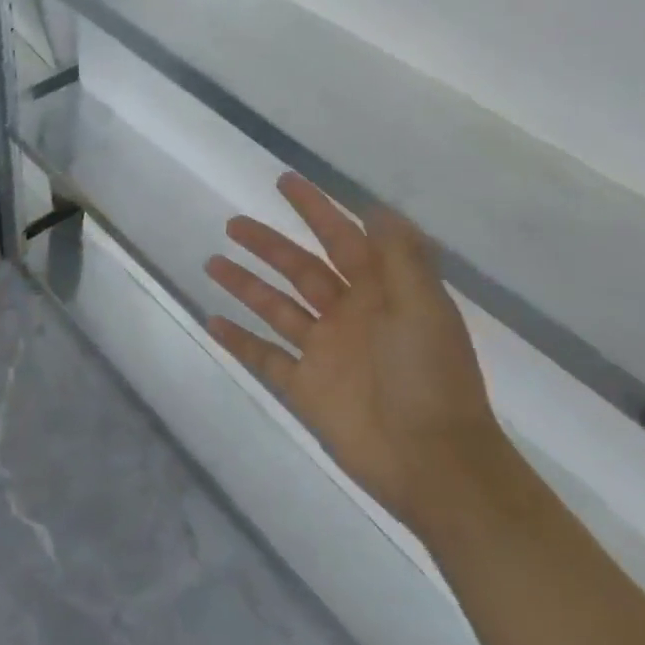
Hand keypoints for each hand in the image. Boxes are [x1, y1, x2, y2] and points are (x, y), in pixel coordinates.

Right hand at [205, 173, 506, 534]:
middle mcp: (348, 315)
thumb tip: (376, 207)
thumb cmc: (430, 378)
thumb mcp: (425, 308)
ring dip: (246, 284)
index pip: (342, 238)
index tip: (285, 182)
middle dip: (268, 244)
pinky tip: (212, 321)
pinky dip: (239, 340)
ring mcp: (324, 352)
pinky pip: (264, 356)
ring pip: (276, 307)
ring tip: (212, 262)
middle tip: (233, 224)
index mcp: (380, 293)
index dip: (315, 209)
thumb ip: (400, 258)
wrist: (433, 462)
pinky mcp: (305, 387)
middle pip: (300, 269)